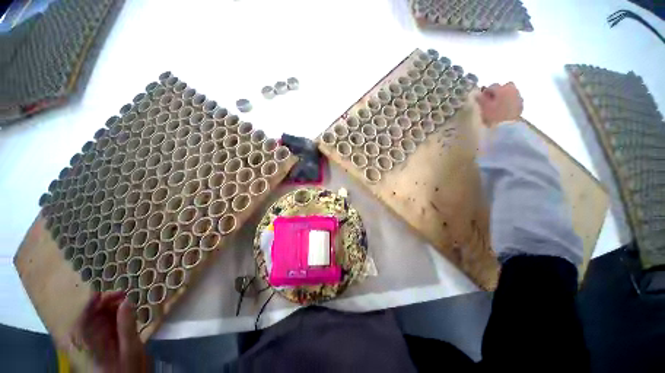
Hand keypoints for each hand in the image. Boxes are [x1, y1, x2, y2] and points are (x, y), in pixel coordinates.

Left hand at [72, 292, 147, 372]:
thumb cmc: (127, 369)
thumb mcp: (131, 349)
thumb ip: (127, 326)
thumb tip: (127, 301)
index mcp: (90, 345)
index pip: (83, 321)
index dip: (89, 305)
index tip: (101, 292)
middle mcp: (89, 341)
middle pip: (91, 317)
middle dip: (105, 303)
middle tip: (123, 294)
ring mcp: (97, 341)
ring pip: (99, 319)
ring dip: (111, 307)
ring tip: (126, 300)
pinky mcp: (105, 341)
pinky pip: (105, 324)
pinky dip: (114, 315)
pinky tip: (125, 310)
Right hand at [476, 82, 523, 126]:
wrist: (508, 127)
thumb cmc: (494, 116)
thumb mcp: (483, 107)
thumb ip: (480, 99)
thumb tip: (476, 94)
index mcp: (503, 89)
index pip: (492, 86)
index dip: (485, 92)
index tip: (480, 100)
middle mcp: (512, 89)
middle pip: (504, 86)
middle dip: (497, 92)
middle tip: (490, 101)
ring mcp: (518, 97)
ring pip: (509, 93)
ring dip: (503, 96)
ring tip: (496, 106)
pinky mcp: (521, 104)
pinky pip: (513, 99)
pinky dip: (508, 102)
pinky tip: (503, 109)